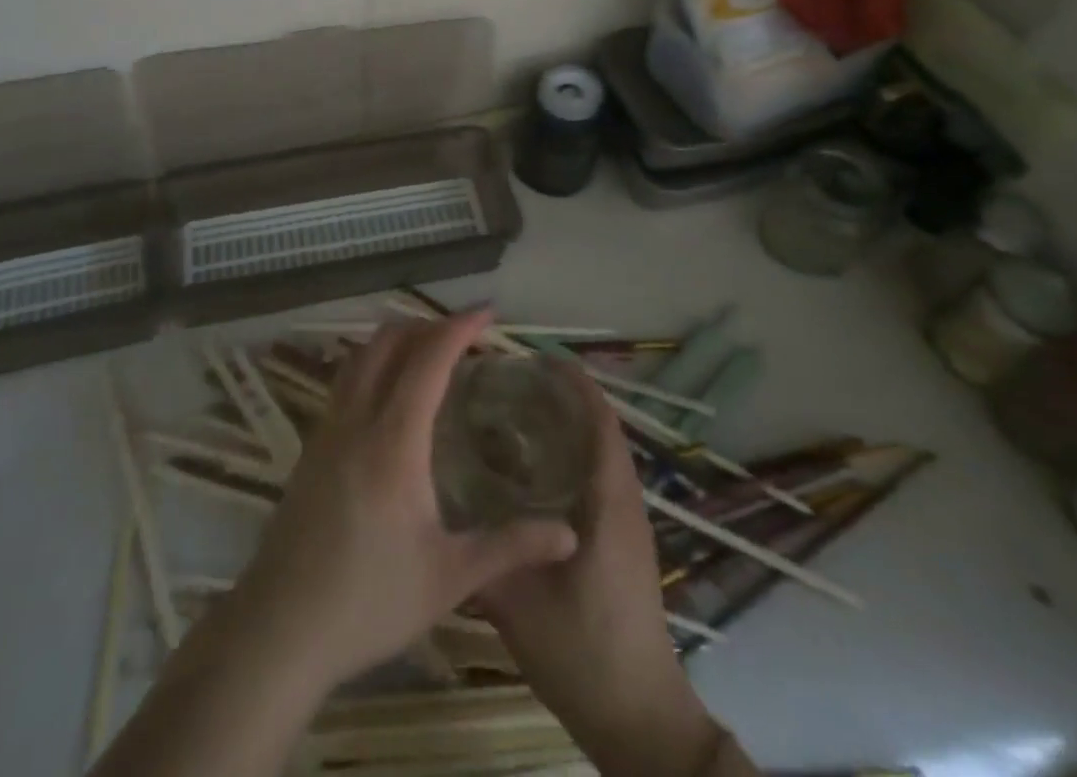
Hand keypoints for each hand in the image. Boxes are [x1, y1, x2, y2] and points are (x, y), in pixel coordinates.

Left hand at [230, 309, 579, 690]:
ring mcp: (327, 429)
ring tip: (430, 351)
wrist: (280, 629)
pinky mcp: (311, 446)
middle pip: (389, 342)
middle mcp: (357, 418)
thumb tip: (569, 534)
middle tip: (465, 334)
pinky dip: (374, 363)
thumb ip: (510, 548)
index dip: (459, 327)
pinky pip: (346, 380)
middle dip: (428, 326)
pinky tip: (390, 393)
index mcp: (394, 439)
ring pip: (361, 356)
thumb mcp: (449, 578)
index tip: (488, 313)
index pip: (428, 359)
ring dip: (397, 339)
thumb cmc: (370, 601)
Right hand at [479, 369, 726, 776]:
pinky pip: (599, 478)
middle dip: (563, 397)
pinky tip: (532, 468)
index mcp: (609, 502)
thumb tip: (438, 508)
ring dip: (569, 425)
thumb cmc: (583, 653)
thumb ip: (481, 554)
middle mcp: (624, 502)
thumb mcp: (518, 605)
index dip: (574, 384)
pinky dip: (572, 455)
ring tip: (516, 410)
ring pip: (601, 453)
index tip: (534, 357)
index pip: (600, 422)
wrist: (639, 719)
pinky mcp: (622, 543)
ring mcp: (627, 524)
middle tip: (511, 380)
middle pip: (601, 429)